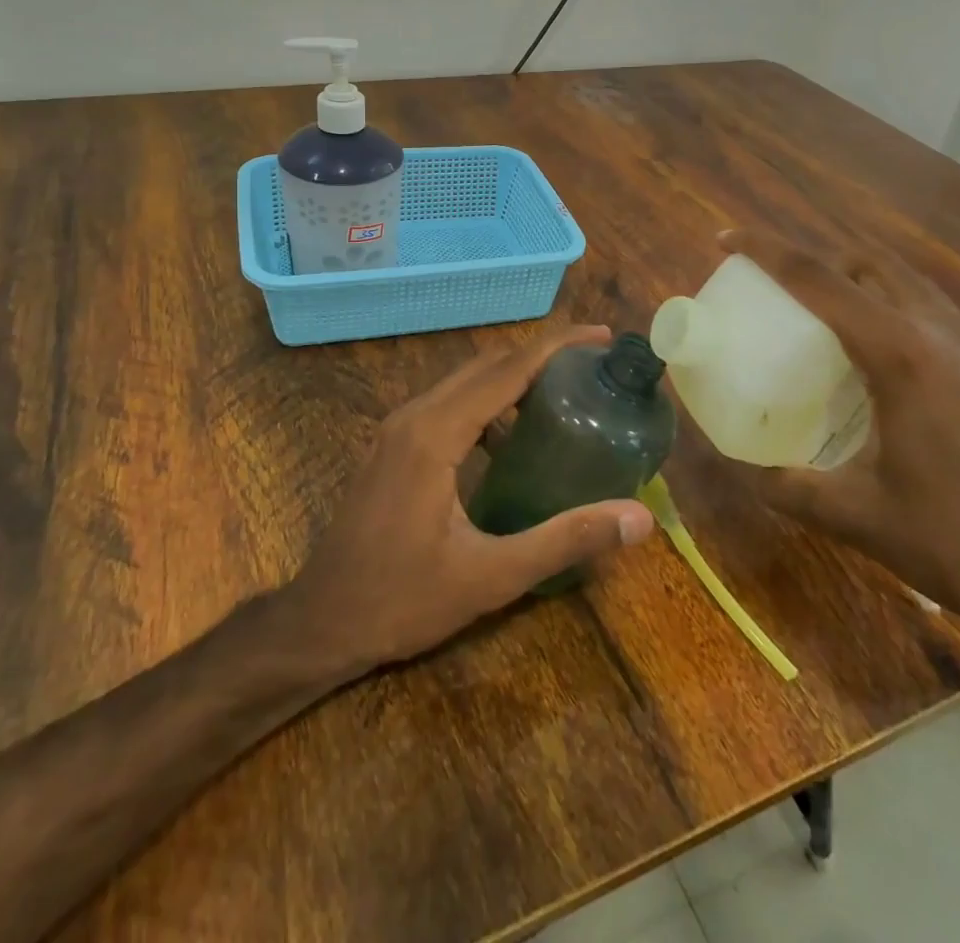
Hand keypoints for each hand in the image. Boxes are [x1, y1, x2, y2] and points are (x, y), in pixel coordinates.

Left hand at [287, 326, 655, 671]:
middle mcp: (414, 415)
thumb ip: (566, 540)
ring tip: (563, 398)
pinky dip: (487, 404)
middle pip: (487, 365)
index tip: (600, 338)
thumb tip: (639, 518)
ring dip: (512, 378)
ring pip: (464, 382)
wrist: (320, 622)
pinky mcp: (392, 445)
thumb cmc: (402, 600)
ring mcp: (397, 427)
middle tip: (592, 369)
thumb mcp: (492, 576)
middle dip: (541, 356)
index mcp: (435, 433)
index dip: (558, 347)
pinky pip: (448, 404)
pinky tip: (512, 440)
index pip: (508, 370)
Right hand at [718, 228, 959, 647]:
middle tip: (771, 286)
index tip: (725, 241)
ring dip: (851, 277)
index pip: (818, 279)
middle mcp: (939, 330)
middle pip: (864, 262)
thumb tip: (747, 469)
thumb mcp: (857, 515)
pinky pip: (923, 306)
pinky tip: (867, 353)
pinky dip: (883, 302)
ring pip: (900, 279)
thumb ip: (790, 487)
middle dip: (812, 258)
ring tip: (813, 311)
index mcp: (901, 353)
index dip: (765, 251)